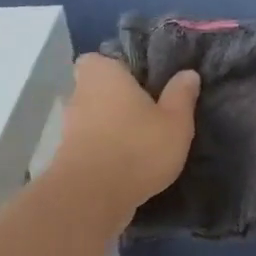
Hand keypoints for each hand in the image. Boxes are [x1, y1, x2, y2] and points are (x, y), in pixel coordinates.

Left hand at [55, 54, 200, 215]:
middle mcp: (79, 94)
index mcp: (102, 73)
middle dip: (118, 101)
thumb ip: (181, 95)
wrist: (93, 197)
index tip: (143, 84)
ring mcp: (69, 127)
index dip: (120, 70)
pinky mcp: (67, 157)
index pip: (101, 58)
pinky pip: (92, 145)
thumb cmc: (137, 147)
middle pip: (98, 90)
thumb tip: (188, 74)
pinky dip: (106, 152)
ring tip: (142, 144)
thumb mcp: (175, 121)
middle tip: (148, 115)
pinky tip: (129, 166)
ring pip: (95, 119)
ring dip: (113, 129)